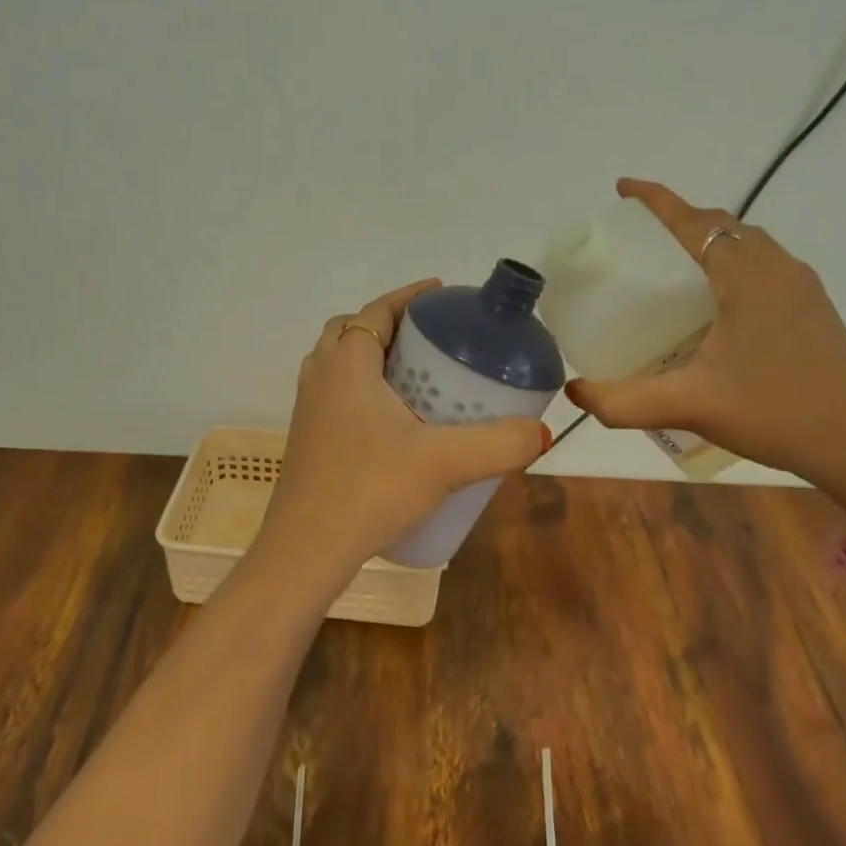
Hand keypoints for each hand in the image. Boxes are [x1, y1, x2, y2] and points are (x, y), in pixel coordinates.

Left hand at [254, 278, 550, 590]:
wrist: (303, 552)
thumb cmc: (368, 490)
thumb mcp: (443, 463)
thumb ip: (498, 445)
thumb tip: (542, 431)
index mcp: (346, 364)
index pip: (378, 310)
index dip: (410, 297)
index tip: (442, 294)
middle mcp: (321, 376)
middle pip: (353, 330)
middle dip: (392, 324)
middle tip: (433, 338)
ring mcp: (308, 408)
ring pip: (341, 362)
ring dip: (374, 356)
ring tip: (417, 375)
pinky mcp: (308, 438)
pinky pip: (337, 392)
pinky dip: (363, 387)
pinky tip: (394, 421)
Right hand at [565, 179, 845, 514]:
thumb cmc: (775, 413)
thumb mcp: (689, 406)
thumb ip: (623, 401)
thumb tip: (574, 392)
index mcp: (747, 277)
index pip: (693, 221)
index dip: (656, 200)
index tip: (623, 187)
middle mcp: (778, 269)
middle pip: (722, 224)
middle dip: (679, 218)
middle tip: (640, 236)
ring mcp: (802, 288)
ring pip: (747, 242)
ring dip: (709, 239)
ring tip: (673, 264)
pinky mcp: (813, 309)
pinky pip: (763, 264)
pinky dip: (731, 261)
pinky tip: (715, 302)